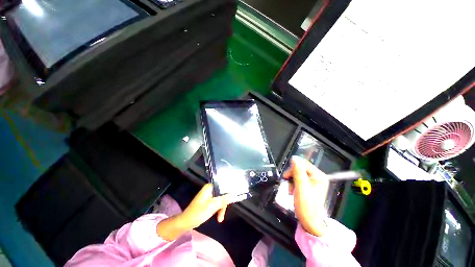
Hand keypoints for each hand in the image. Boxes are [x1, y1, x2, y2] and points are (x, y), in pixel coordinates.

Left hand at [157, 184, 241, 240]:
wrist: (185, 222)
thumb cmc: (198, 213)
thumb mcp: (212, 206)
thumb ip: (223, 199)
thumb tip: (234, 194)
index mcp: (210, 187)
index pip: (223, 186)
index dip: (229, 192)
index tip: (233, 199)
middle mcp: (209, 189)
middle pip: (222, 194)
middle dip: (224, 204)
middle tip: (223, 214)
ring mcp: (208, 196)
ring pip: (220, 199)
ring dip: (221, 208)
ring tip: (220, 219)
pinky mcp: (208, 202)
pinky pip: (216, 203)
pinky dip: (218, 209)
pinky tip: (218, 217)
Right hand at [283, 156, 328, 236]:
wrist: (309, 222)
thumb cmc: (306, 206)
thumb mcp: (301, 188)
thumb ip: (298, 172)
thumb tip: (294, 158)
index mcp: (319, 176)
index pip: (303, 164)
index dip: (293, 168)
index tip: (287, 176)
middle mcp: (317, 177)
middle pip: (300, 168)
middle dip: (292, 175)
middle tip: (288, 183)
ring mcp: (313, 181)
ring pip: (297, 174)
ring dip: (291, 180)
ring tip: (291, 190)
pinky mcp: (308, 186)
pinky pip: (298, 179)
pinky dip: (293, 184)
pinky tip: (292, 190)